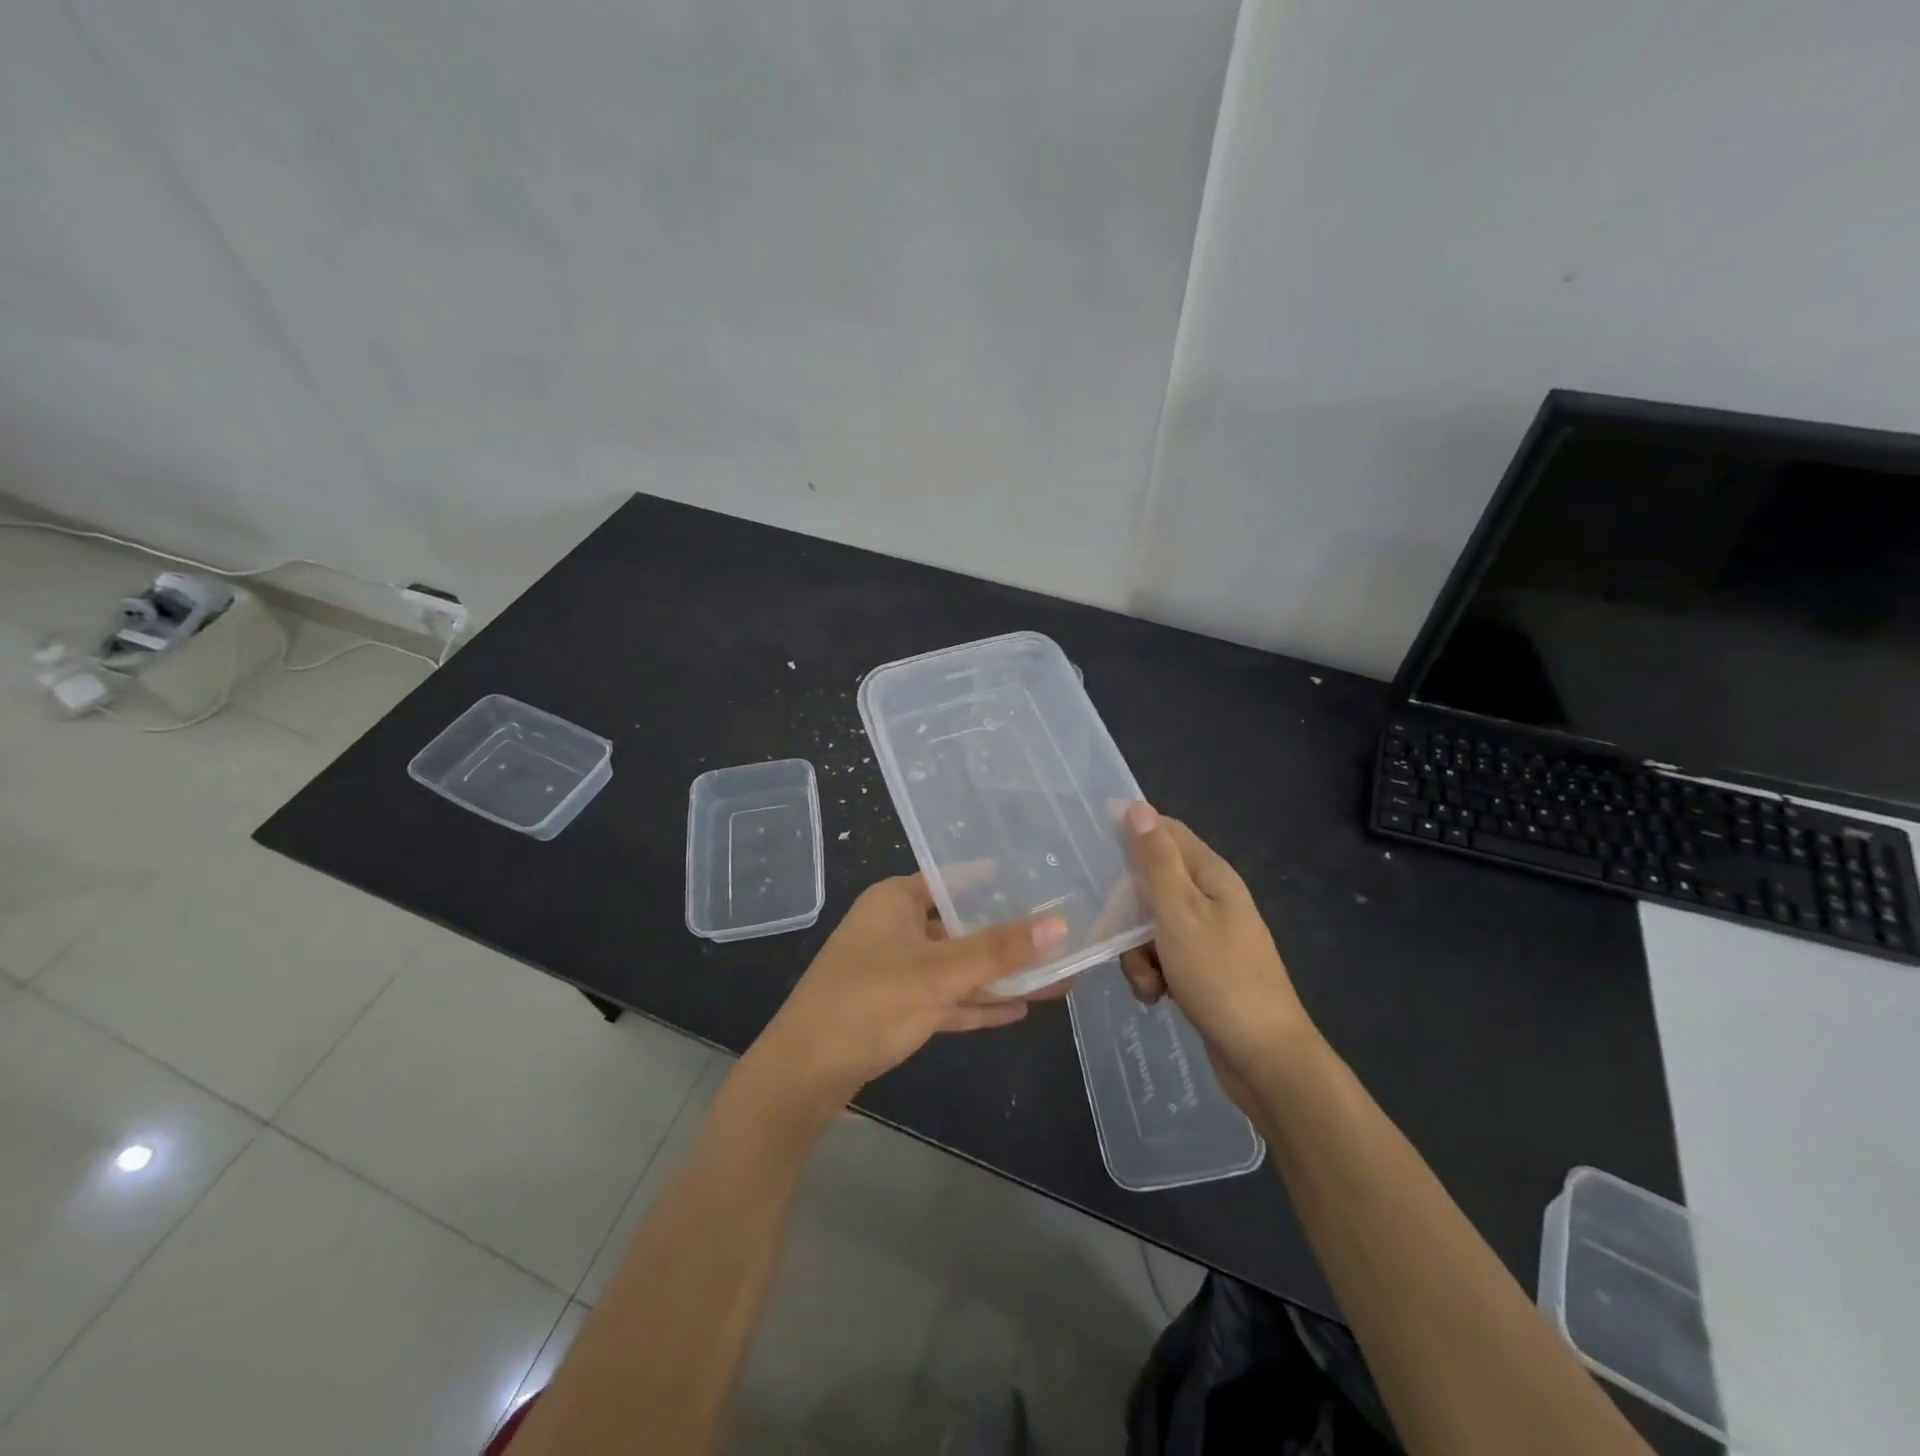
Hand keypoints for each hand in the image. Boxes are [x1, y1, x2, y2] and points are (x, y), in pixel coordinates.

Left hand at [752, 874, 1066, 1110]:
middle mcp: (895, 927)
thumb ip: (998, 950)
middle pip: (961, 927)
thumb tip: (1059, 922)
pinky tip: (1017, 1009)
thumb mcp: (938, 974)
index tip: (1038, 880)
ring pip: (957, 967)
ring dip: (999, 977)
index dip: (993, 881)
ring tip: (1054, 979)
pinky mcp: (895, 1008)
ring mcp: (894, 970)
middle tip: (1060, 939)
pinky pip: (946, 997)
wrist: (802, 1075)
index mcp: (895, 901)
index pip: (953, 879)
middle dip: (1008, 940)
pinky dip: (976, 1003)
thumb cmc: (868, 1003)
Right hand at [1118, 802, 1315, 1106]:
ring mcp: (1207, 936)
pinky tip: (1157, 997)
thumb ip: (1156, 862)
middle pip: (1152, 883)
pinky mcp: (1202, 969)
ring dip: (1137, 951)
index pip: (1166, 832)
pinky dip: (1153, 974)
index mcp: (1211, 876)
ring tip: (1148, 980)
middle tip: (1116, 934)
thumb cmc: (1221, 977)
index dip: (1132, 832)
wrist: (1264, 1058)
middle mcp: (1211, 899)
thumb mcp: (1180, 914)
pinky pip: (1162, 957)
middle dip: (1128, 910)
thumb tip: (1138, 807)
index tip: (1094, 846)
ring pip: (1151, 925)